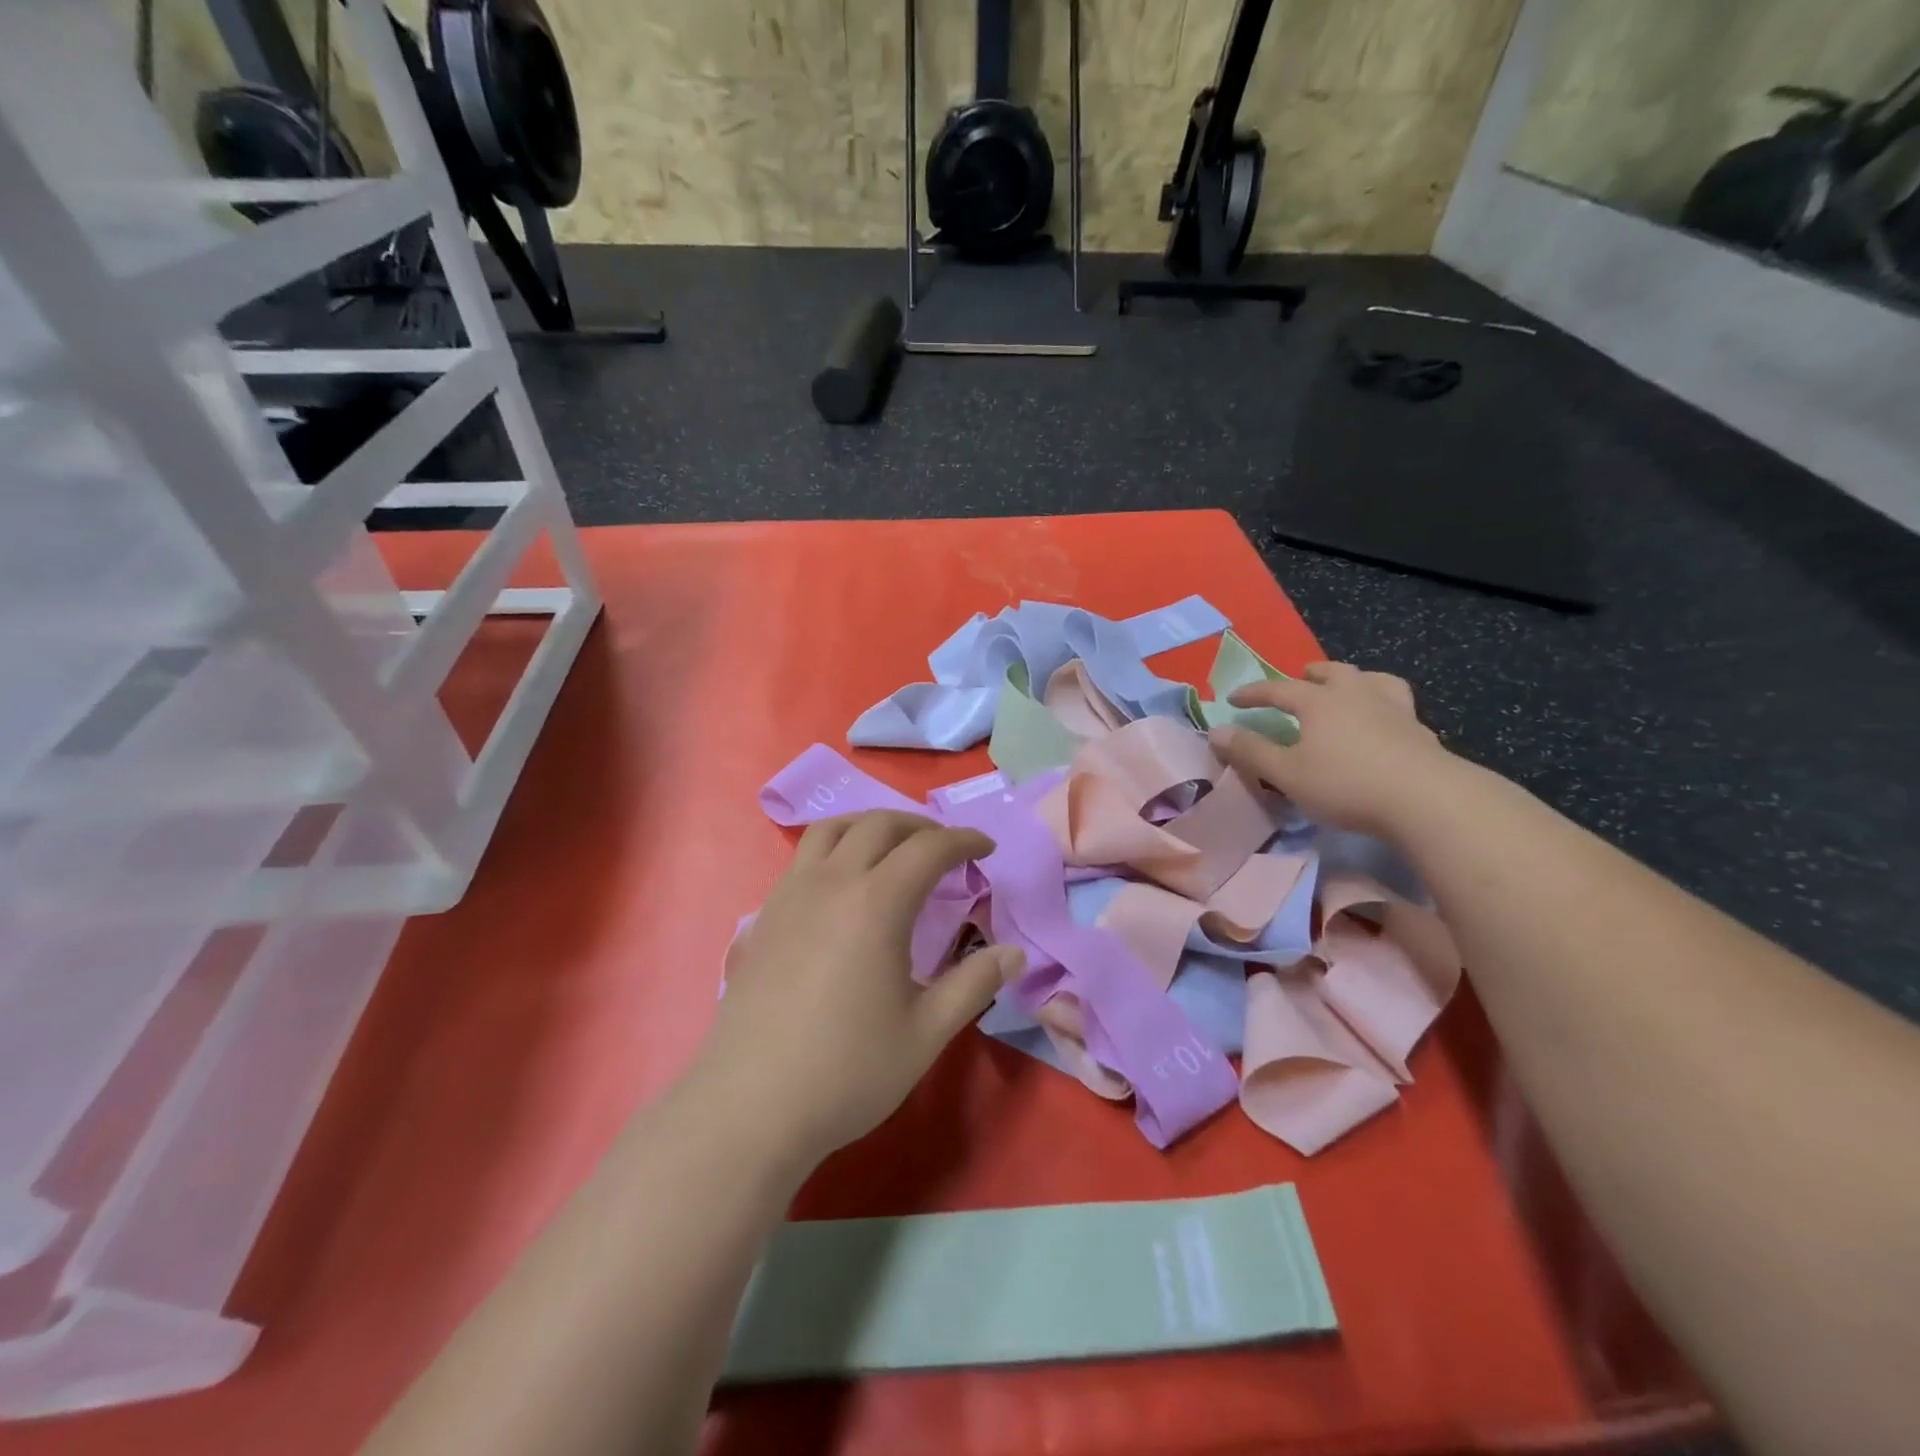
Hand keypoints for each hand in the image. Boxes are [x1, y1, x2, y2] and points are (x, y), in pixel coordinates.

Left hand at [698, 811, 1022, 1166]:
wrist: (751, 1107)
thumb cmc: (848, 1070)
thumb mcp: (926, 1032)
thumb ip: (974, 983)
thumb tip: (1014, 953)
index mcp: (876, 903)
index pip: (928, 848)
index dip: (964, 840)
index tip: (987, 848)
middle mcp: (831, 883)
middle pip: (879, 824)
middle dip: (920, 826)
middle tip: (946, 848)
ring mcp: (791, 895)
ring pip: (832, 829)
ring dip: (871, 825)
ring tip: (894, 848)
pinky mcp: (766, 916)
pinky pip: (804, 856)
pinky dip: (836, 847)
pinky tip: (845, 885)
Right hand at [1208, 661, 1455, 838]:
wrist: (1428, 800)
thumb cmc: (1346, 784)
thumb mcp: (1287, 774)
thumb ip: (1250, 752)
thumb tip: (1215, 732)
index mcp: (1319, 702)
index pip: (1278, 689)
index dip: (1253, 693)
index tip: (1233, 699)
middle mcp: (1356, 695)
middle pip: (1332, 673)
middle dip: (1311, 674)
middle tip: (1301, 678)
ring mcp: (1394, 710)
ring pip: (1373, 681)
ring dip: (1355, 680)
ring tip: (1350, 689)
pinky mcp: (1421, 731)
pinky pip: (1399, 707)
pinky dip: (1385, 707)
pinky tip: (1385, 724)